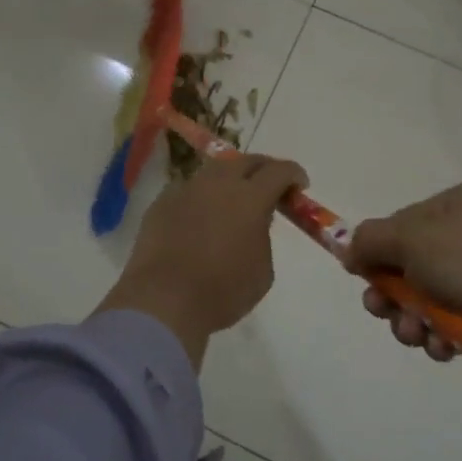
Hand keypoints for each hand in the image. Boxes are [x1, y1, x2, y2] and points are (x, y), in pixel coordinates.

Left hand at [95, 153, 308, 366]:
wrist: (163, 300)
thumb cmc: (222, 291)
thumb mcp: (262, 270)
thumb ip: (263, 235)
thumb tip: (254, 223)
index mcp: (250, 197)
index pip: (279, 171)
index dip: (293, 174)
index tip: (299, 186)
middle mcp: (218, 183)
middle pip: (245, 160)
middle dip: (262, 169)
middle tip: (269, 186)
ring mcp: (186, 189)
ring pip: (214, 171)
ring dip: (230, 179)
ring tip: (233, 199)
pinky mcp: (162, 201)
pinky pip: (189, 189)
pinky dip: (202, 196)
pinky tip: (201, 216)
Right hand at [344, 181, 461, 364]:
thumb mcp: (411, 242)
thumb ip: (371, 240)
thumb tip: (350, 248)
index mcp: (459, 199)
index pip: (402, 223)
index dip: (378, 255)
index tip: (365, 285)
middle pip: (418, 262)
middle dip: (395, 294)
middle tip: (386, 317)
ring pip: (440, 294)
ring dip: (417, 319)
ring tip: (420, 340)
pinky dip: (450, 332)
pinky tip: (448, 349)